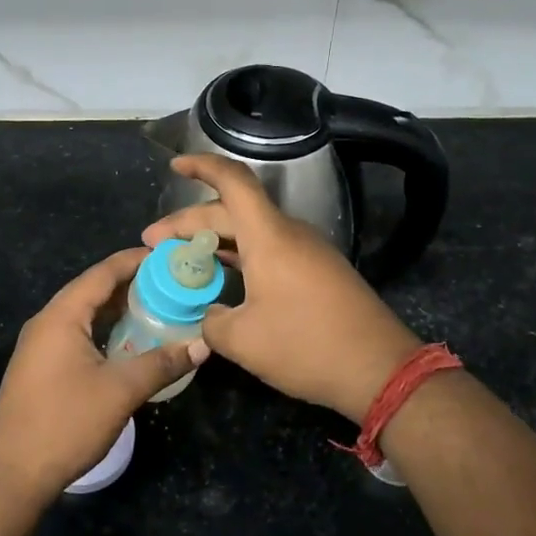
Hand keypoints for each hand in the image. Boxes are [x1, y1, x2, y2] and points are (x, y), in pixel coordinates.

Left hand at [0, 248, 208, 501]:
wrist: (12, 475)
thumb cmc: (65, 423)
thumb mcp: (120, 391)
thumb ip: (162, 363)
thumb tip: (201, 346)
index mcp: (61, 316)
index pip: (102, 273)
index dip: (134, 261)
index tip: (168, 256)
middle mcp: (47, 323)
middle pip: (92, 290)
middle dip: (130, 284)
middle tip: (171, 283)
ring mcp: (40, 347)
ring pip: (85, 315)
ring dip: (118, 310)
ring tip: (157, 307)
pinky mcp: (41, 368)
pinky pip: (77, 335)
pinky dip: (105, 331)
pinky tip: (129, 343)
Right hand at [143, 155, 419, 423]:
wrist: (380, 370)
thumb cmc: (307, 346)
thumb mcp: (243, 341)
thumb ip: (211, 322)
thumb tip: (208, 315)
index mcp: (269, 236)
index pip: (233, 182)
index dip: (201, 167)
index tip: (174, 165)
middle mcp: (288, 234)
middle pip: (232, 211)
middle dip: (190, 223)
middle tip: (155, 243)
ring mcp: (307, 252)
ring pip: (251, 232)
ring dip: (214, 241)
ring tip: (182, 260)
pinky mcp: (317, 272)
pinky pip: (269, 250)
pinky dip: (239, 256)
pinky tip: (222, 279)